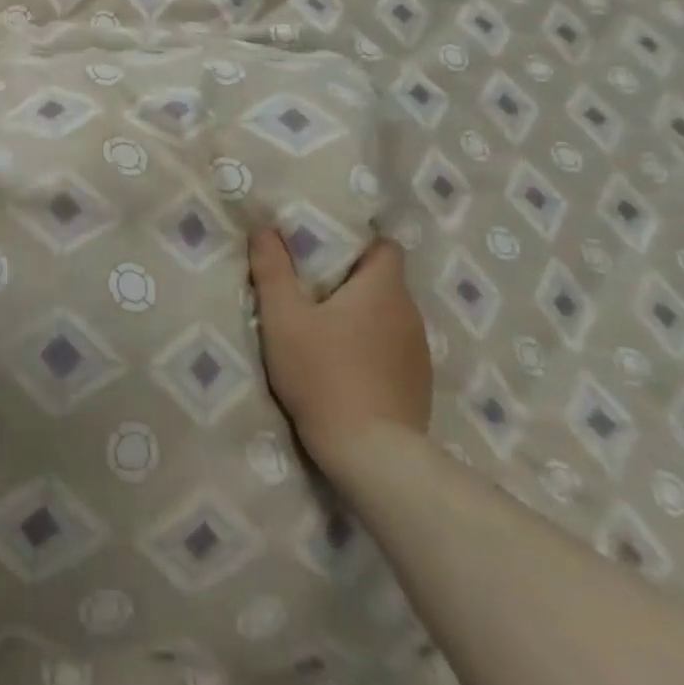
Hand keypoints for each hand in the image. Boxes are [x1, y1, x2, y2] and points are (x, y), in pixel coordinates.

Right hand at [248, 231, 431, 478]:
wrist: (371, 455)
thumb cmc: (323, 373)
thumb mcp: (282, 316)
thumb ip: (272, 269)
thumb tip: (265, 228)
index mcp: (383, 288)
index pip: (384, 245)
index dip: (355, 241)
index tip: (323, 250)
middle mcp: (409, 313)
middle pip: (383, 280)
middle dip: (349, 278)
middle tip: (309, 286)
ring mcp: (419, 352)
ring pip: (388, 315)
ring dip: (360, 315)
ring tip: (323, 327)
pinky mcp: (418, 385)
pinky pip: (393, 348)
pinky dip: (371, 346)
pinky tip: (344, 364)